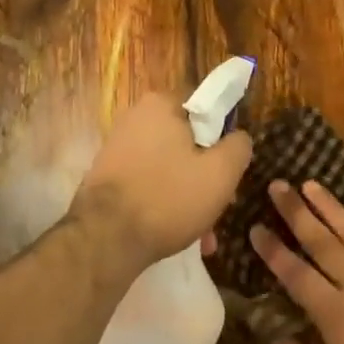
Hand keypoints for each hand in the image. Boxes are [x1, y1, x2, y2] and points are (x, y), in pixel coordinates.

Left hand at [73, 92, 251, 272]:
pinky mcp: (107, 174)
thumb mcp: (221, 173)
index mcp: (161, 104)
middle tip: (218, 207)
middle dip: (205, 175)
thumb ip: (238, 147)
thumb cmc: (168, 198)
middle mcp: (135, 117)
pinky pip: (148, 181)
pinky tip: (174, 233)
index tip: (228, 171)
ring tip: (200, 233)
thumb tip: (238, 137)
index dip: (223, 140)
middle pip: (188, 142)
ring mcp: (118, 146)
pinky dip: (164, 202)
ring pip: (169, 166)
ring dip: (188, 194)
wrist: (104, 239)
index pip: (206, 110)